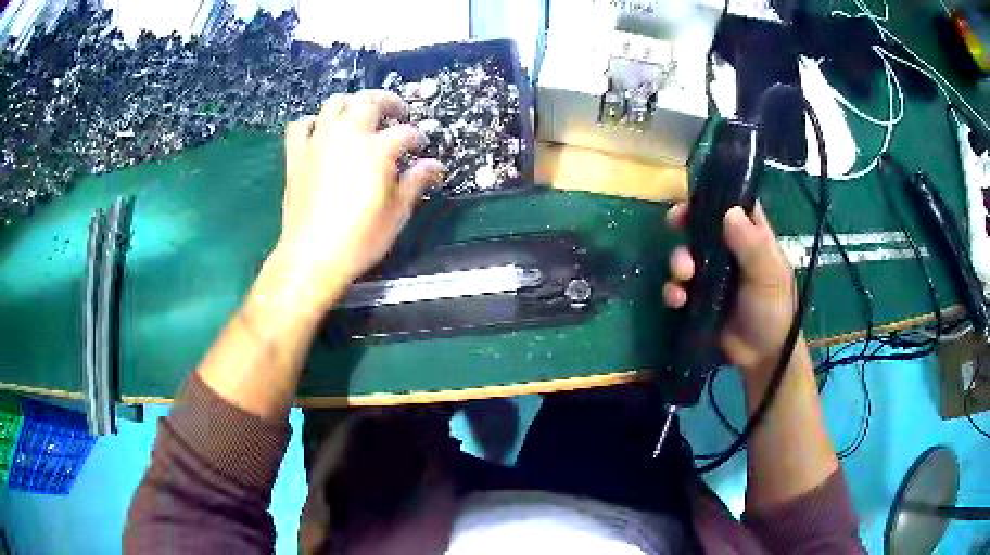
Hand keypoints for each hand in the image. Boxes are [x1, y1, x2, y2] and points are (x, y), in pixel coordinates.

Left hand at [273, 90, 444, 311]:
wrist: (312, 256)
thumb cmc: (359, 239)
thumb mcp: (396, 213)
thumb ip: (416, 182)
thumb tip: (435, 166)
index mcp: (376, 149)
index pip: (405, 132)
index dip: (417, 137)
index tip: (421, 147)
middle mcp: (347, 135)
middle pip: (369, 100)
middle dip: (388, 101)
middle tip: (398, 112)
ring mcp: (318, 141)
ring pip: (335, 103)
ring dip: (352, 103)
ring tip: (361, 115)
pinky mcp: (296, 154)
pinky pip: (302, 124)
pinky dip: (314, 122)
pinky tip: (321, 131)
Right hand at [663, 203, 796, 378]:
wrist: (762, 357)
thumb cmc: (774, 310)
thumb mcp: (769, 276)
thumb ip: (753, 245)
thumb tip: (729, 212)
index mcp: (751, 238)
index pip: (733, 204)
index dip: (714, 196)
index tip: (694, 196)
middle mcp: (729, 251)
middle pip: (702, 225)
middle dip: (685, 224)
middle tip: (675, 223)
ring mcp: (711, 275)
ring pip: (686, 254)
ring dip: (678, 261)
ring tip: (683, 275)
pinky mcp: (697, 299)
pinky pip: (678, 287)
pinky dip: (673, 290)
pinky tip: (678, 300)